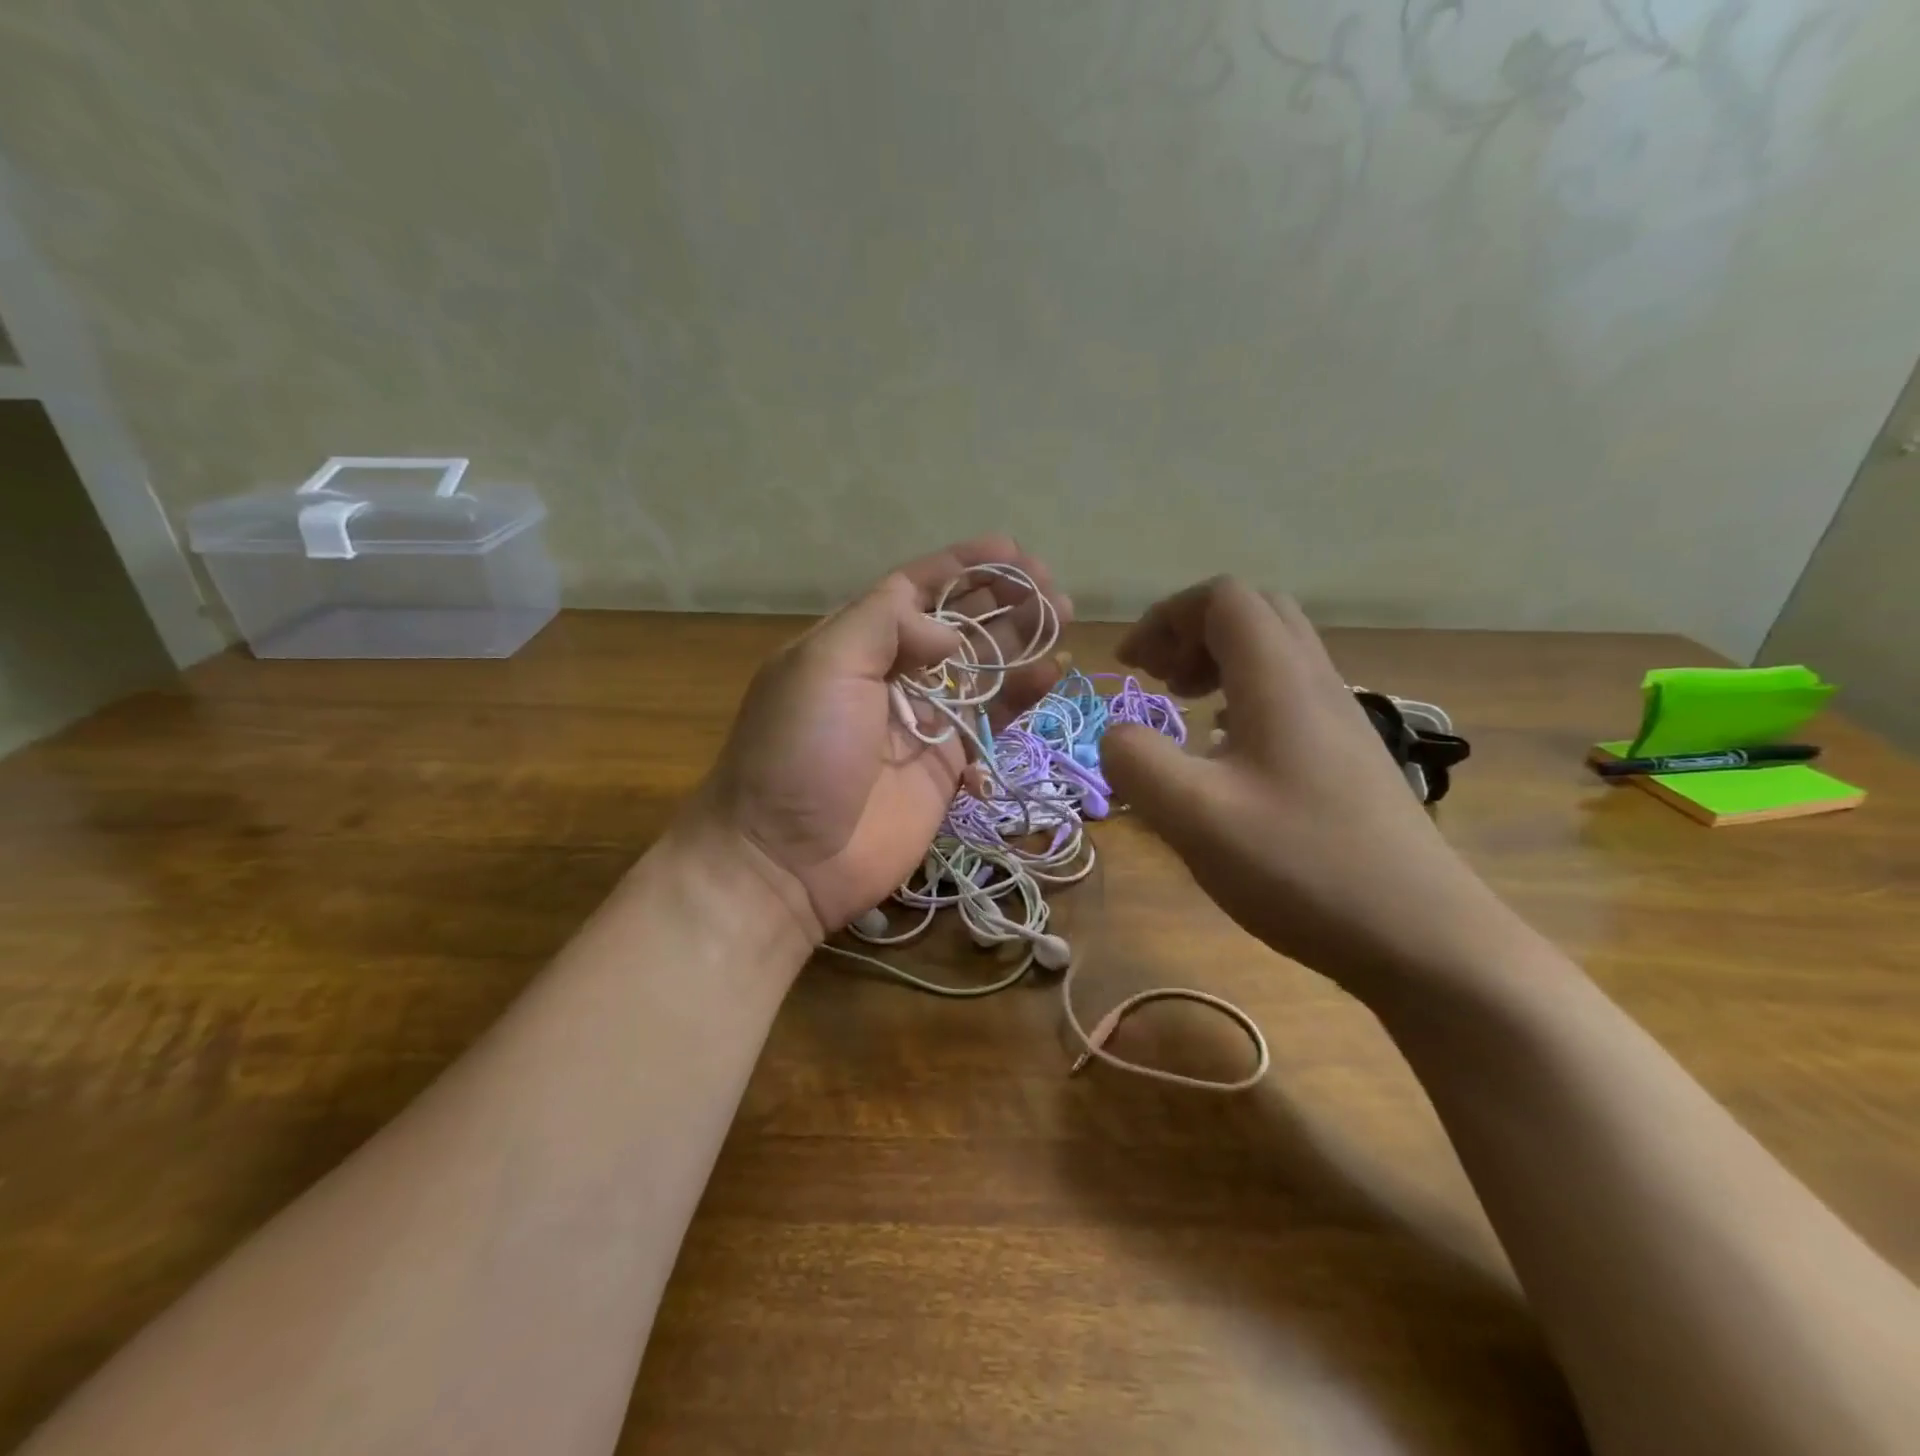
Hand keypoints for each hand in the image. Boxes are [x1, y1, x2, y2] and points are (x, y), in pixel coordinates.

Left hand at [691, 538, 1069, 942]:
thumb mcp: (824, 666)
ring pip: (982, 668)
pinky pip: (994, 719)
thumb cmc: (800, 752)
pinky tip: (1053, 670)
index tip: (1010, 549)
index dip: (961, 565)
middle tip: (1048, 586)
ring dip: (1020, 640)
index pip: (914, 589)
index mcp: (852, 641)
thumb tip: (948, 634)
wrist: (789, 859)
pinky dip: (1024, 694)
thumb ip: (887, 626)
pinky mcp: (948, 763)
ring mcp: (923, 720)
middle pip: (955, 624)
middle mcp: (890, 673)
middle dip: (1000, 598)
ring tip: (1062, 616)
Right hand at [1099, 578, 1521, 1002]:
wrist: (1423, 937)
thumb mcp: (1194, 817)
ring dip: (1219, 662)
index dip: (1166, 618)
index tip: (1130, 666)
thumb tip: (1117, 735)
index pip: (1222, 599)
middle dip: (1192, 632)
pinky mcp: (1350, 756)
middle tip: (1157, 679)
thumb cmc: (1302, 867)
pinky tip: (1225, 750)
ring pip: (1276, 653)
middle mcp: (1317, 683)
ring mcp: (1342, 719)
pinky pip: (1290, 694)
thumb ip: (1136, 762)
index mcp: (1280, 680)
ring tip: (1183, 707)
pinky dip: (1243, 697)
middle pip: (1254, 614)